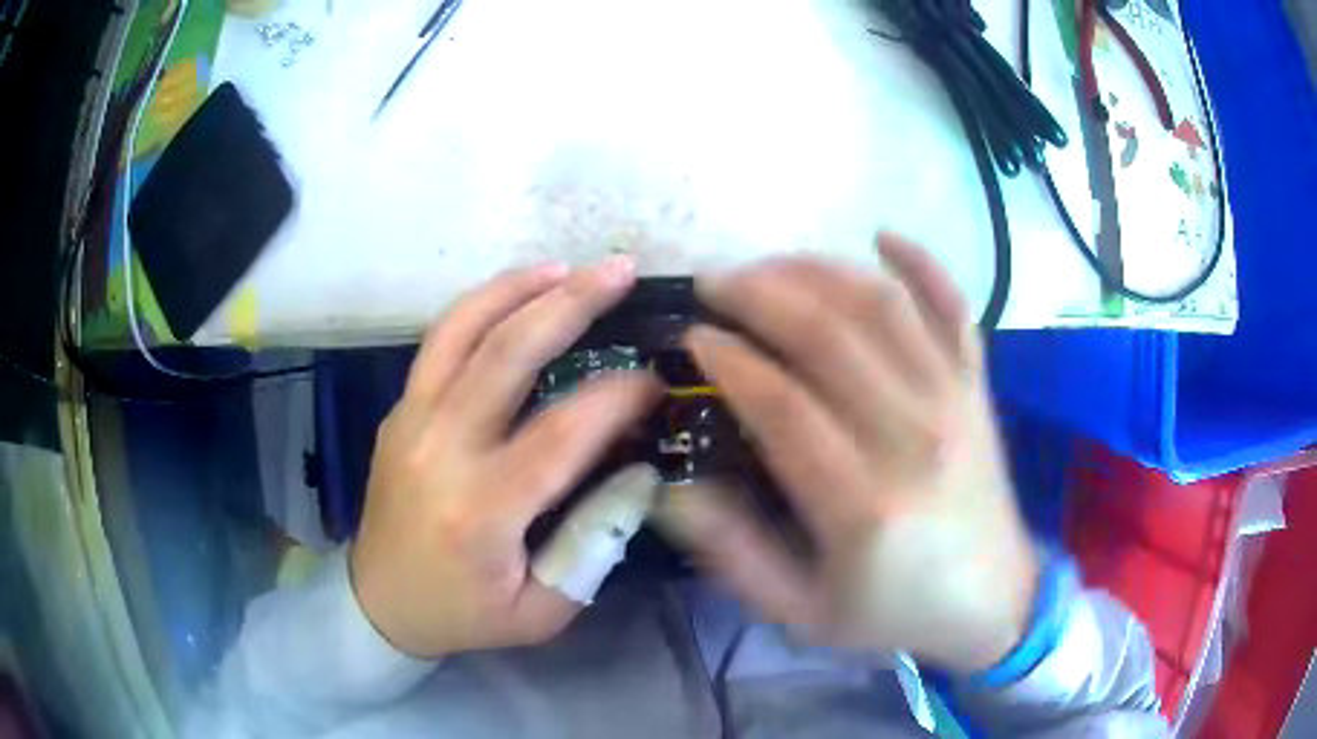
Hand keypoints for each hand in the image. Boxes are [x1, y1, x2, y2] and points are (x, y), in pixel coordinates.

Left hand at [350, 258, 661, 658]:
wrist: (378, 602)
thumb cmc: (463, 613)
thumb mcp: (543, 609)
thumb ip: (594, 544)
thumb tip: (636, 471)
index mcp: (480, 511)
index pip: (561, 433)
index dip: (617, 396)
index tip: (655, 379)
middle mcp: (440, 450)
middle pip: (506, 355)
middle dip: (570, 303)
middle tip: (620, 270)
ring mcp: (410, 421)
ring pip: (461, 330)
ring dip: (517, 288)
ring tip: (568, 266)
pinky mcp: (399, 411)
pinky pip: (440, 343)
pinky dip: (482, 308)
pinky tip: (517, 296)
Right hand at [657, 235, 1038, 673]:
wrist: (992, 601)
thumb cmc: (893, 609)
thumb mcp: (800, 610)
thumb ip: (733, 553)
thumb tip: (672, 487)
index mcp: (863, 503)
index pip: (781, 402)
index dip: (727, 357)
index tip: (690, 335)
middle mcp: (914, 436)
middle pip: (829, 334)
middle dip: (758, 293)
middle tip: (712, 283)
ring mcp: (953, 400)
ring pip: (882, 305)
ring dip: (817, 269)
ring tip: (768, 265)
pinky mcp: (977, 386)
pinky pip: (954, 306)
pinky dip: (921, 262)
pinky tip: (881, 235)